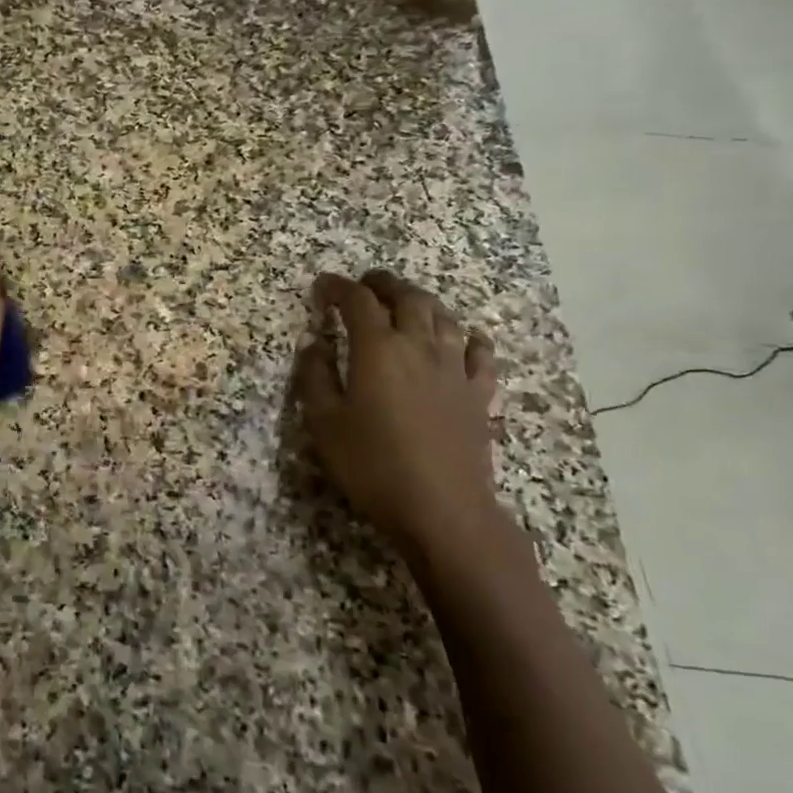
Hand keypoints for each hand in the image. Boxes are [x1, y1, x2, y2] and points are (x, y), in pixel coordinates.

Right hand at [295, 270, 506, 561]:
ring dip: (422, 302)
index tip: (323, 285)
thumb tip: (312, 343)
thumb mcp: (325, 423)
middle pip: (407, 297)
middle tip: (367, 283)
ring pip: (443, 317)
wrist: (443, 509)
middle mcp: (419, 346)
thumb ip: (314, 377)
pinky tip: (465, 338)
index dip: (338, 287)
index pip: (357, 301)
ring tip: (407, 302)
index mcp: (377, 348)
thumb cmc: (373, 465)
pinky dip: (468, 337)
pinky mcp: (478, 393)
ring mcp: (454, 368)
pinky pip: (479, 352)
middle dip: (384, 284)